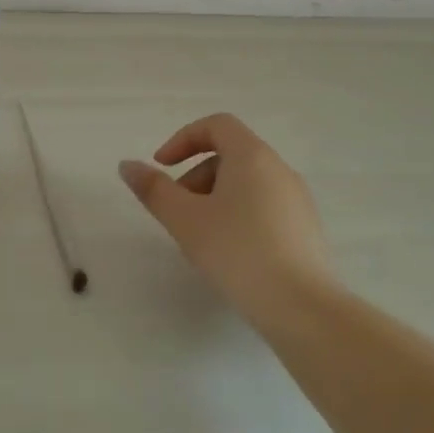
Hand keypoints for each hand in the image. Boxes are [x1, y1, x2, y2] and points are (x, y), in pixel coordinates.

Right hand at [119, 113, 334, 319]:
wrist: (302, 308)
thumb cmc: (237, 252)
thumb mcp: (185, 219)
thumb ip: (154, 189)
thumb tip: (127, 165)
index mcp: (252, 156)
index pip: (216, 125)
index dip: (183, 139)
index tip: (162, 166)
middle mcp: (279, 169)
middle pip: (230, 155)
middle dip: (195, 175)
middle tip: (177, 211)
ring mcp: (297, 199)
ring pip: (247, 183)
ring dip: (215, 197)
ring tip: (200, 237)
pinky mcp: (306, 229)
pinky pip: (264, 206)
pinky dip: (239, 215)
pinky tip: (230, 254)